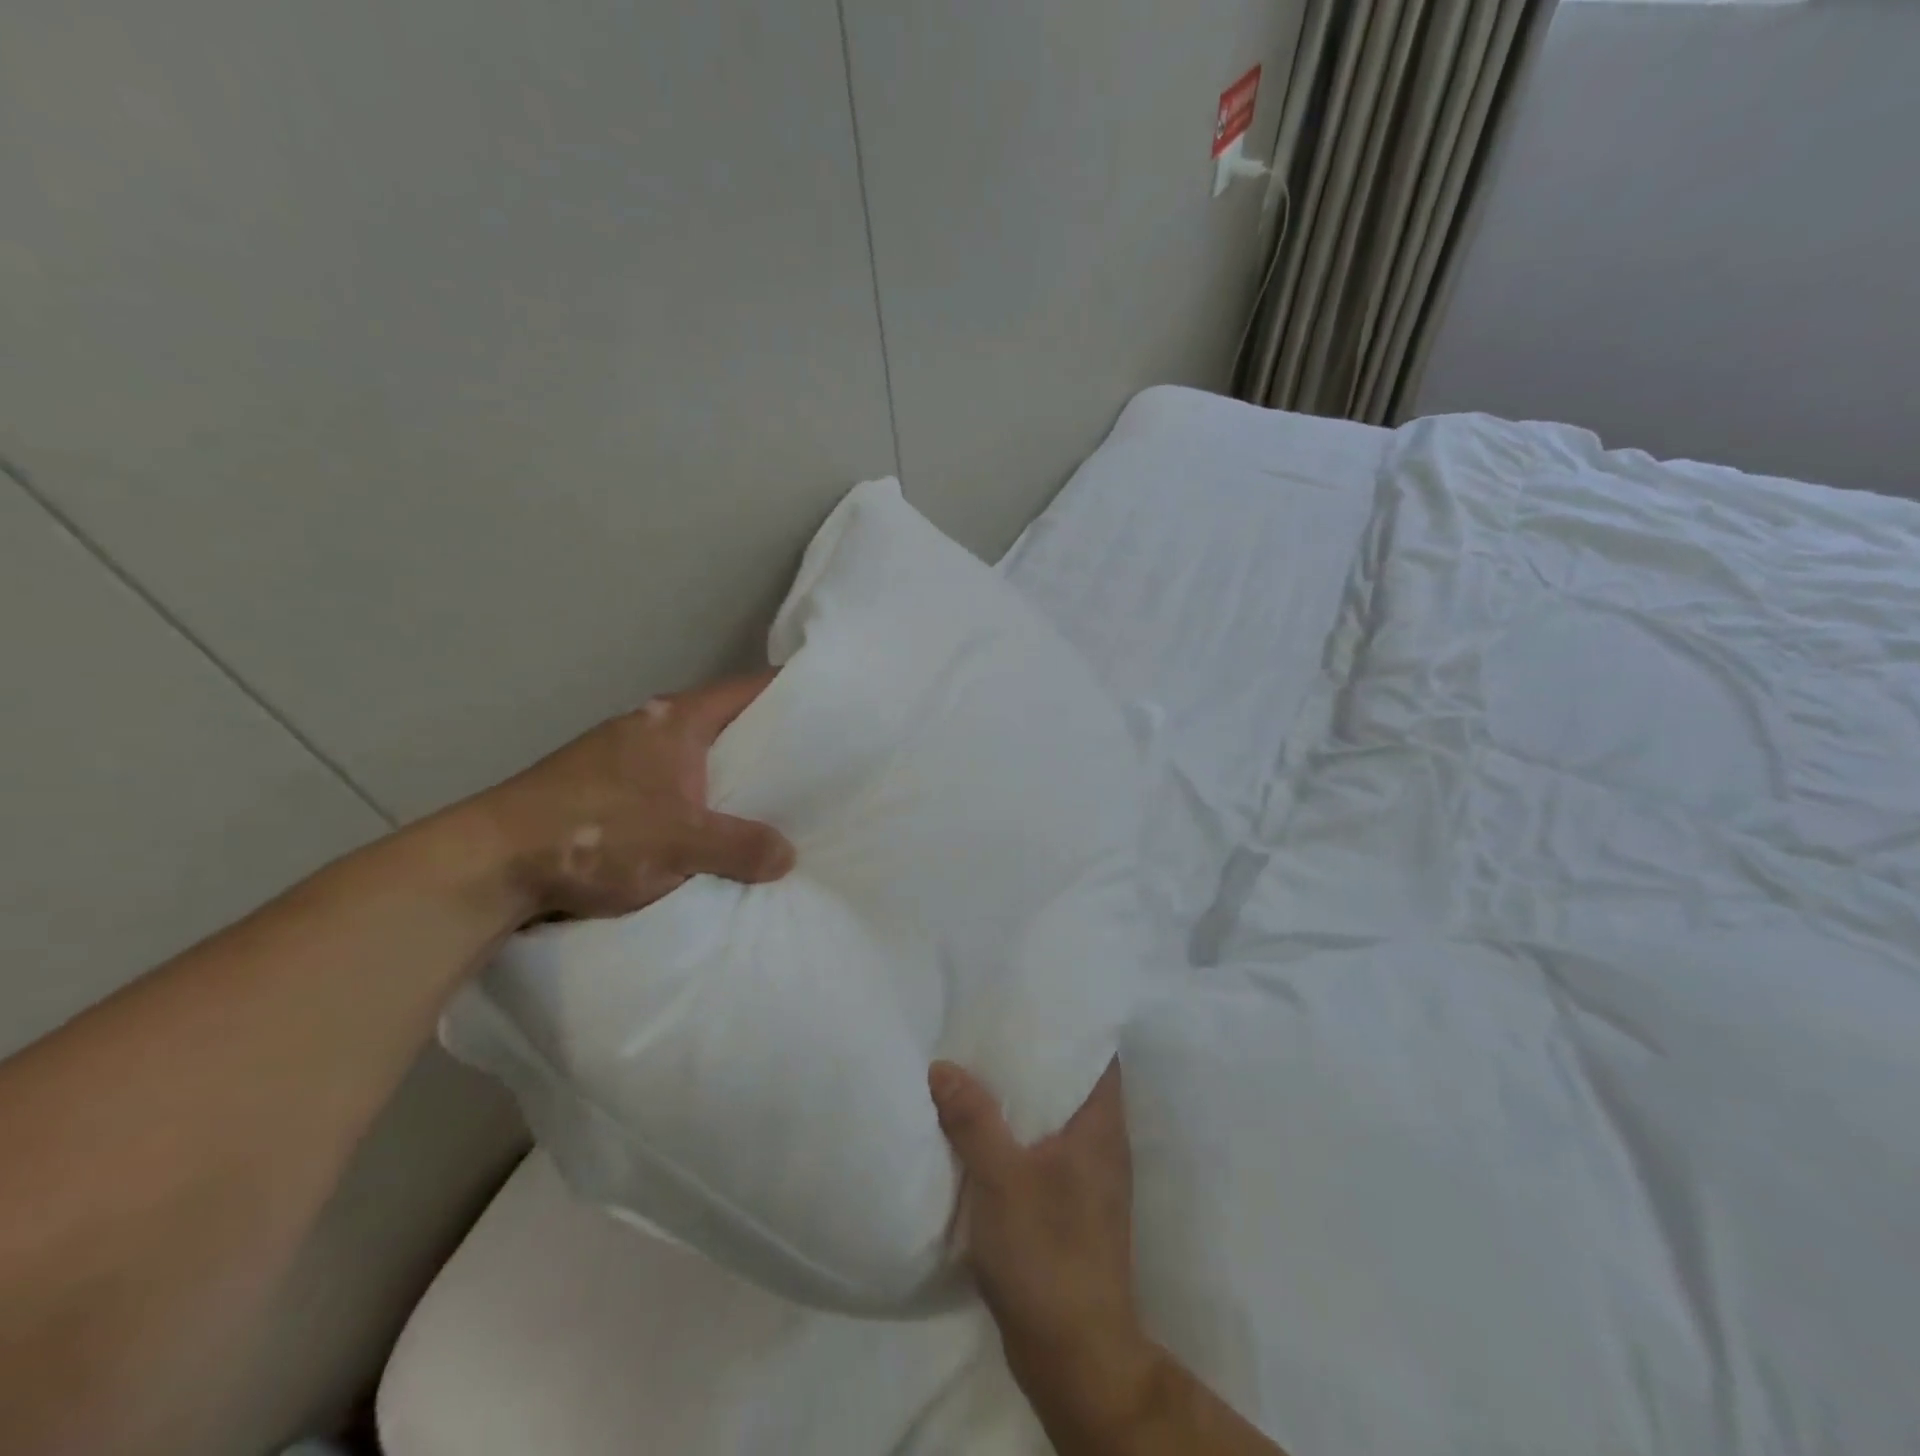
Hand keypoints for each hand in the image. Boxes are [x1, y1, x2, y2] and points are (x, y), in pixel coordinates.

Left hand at [473, 670, 794, 922]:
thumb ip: (739, 846)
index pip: (747, 690)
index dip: (789, 693)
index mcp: (676, 720)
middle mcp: (652, 727)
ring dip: (731, 775)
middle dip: (768, 742)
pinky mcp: (608, 789)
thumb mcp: (679, 843)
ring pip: (699, 757)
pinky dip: (702, 798)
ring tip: (776, 802)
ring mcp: (625, 757)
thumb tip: (788, 856)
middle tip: (815, 766)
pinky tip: (716, 827)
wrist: (490, 863)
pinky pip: (675, 784)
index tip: (828, 707)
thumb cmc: (593, 833)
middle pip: (727, 723)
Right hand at [929, 1058, 1158, 1436]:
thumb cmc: (1047, 1253)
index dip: (1072, 1024)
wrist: (1073, 1356)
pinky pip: (1043, 1152)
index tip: (1035, 1000)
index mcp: (1101, 1126)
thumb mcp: (1001, 1177)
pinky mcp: (1070, 1211)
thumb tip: (943, 1066)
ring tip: (980, 1068)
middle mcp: (1103, 1146)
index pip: (1099, 1055)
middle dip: (1036, 1057)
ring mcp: (1088, 1182)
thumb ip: (972, 1118)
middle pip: (1073, 1083)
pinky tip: (982, 1131)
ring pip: (1056, 1120)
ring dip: (1023, 1099)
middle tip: (993, 1026)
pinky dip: (1018, 1135)